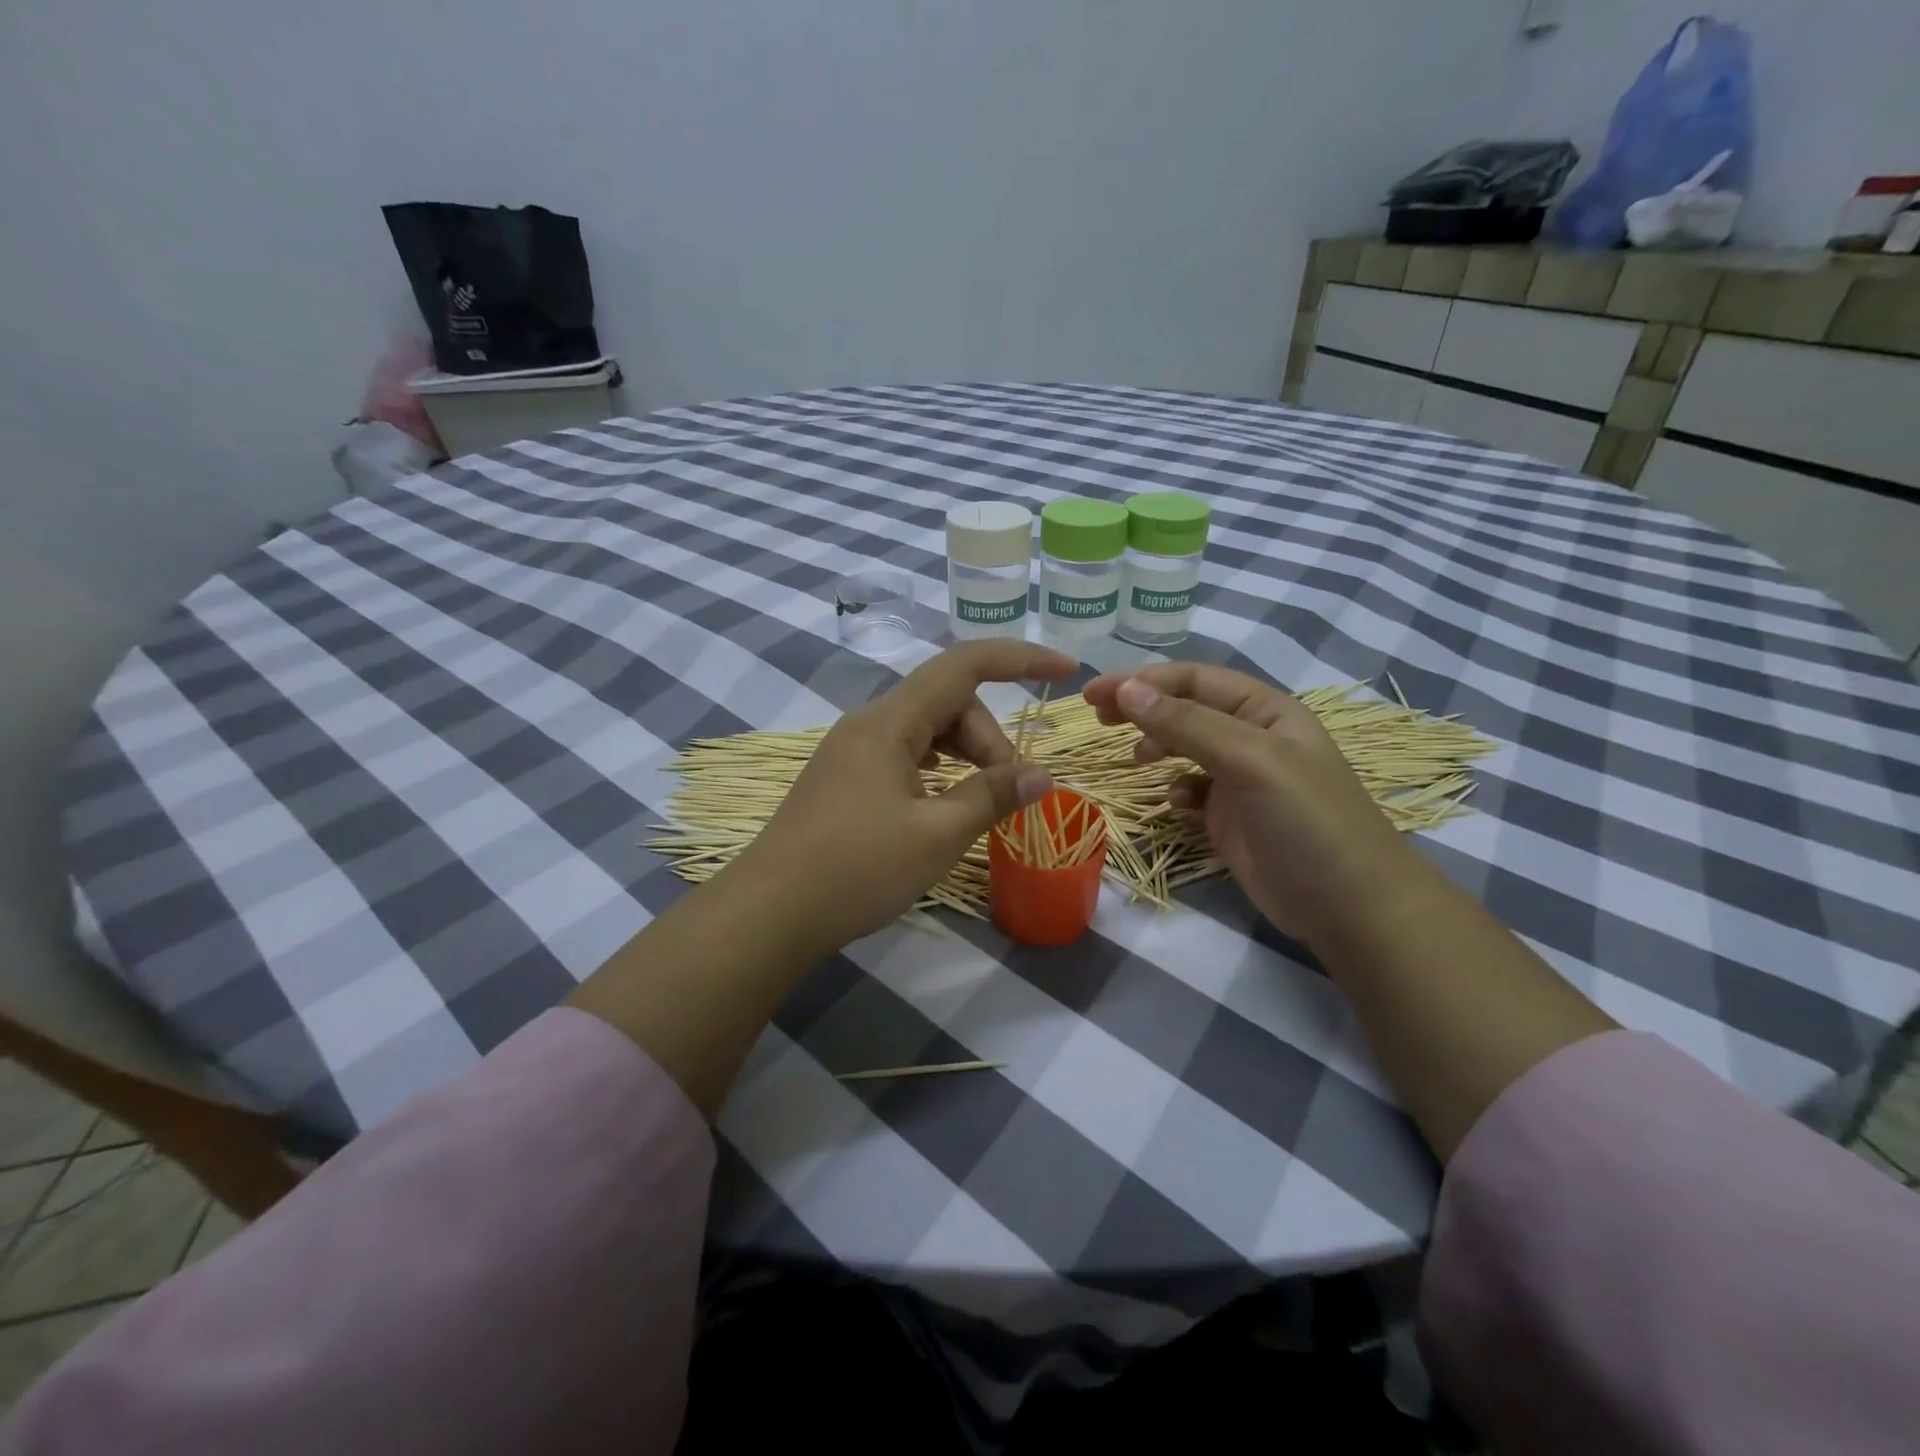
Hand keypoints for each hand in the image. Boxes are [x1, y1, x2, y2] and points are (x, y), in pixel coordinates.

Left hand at [739, 640, 1075, 953]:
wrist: (769, 912)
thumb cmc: (856, 870)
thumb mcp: (936, 835)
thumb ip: (991, 796)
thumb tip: (1041, 776)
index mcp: (889, 722)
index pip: (964, 665)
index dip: (1020, 659)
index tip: (1066, 669)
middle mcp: (869, 723)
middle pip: (949, 703)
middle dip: (990, 739)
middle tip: (1008, 793)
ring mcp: (853, 750)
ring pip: (928, 731)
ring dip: (966, 756)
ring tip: (982, 802)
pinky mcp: (846, 777)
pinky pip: (906, 754)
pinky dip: (938, 770)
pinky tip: (945, 803)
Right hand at [1083, 663, 1414, 944]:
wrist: (1349, 906)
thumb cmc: (1305, 820)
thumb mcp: (1249, 761)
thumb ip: (1187, 724)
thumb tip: (1127, 689)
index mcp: (1264, 710)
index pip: (1193, 679)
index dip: (1142, 680)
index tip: (1093, 695)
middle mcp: (1252, 736)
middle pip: (1184, 708)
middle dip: (1142, 708)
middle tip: (1097, 718)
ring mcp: (1241, 778)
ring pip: (1184, 747)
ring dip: (1156, 745)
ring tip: (1136, 760)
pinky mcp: (1231, 816)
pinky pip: (1191, 788)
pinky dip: (1175, 789)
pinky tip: (1174, 805)